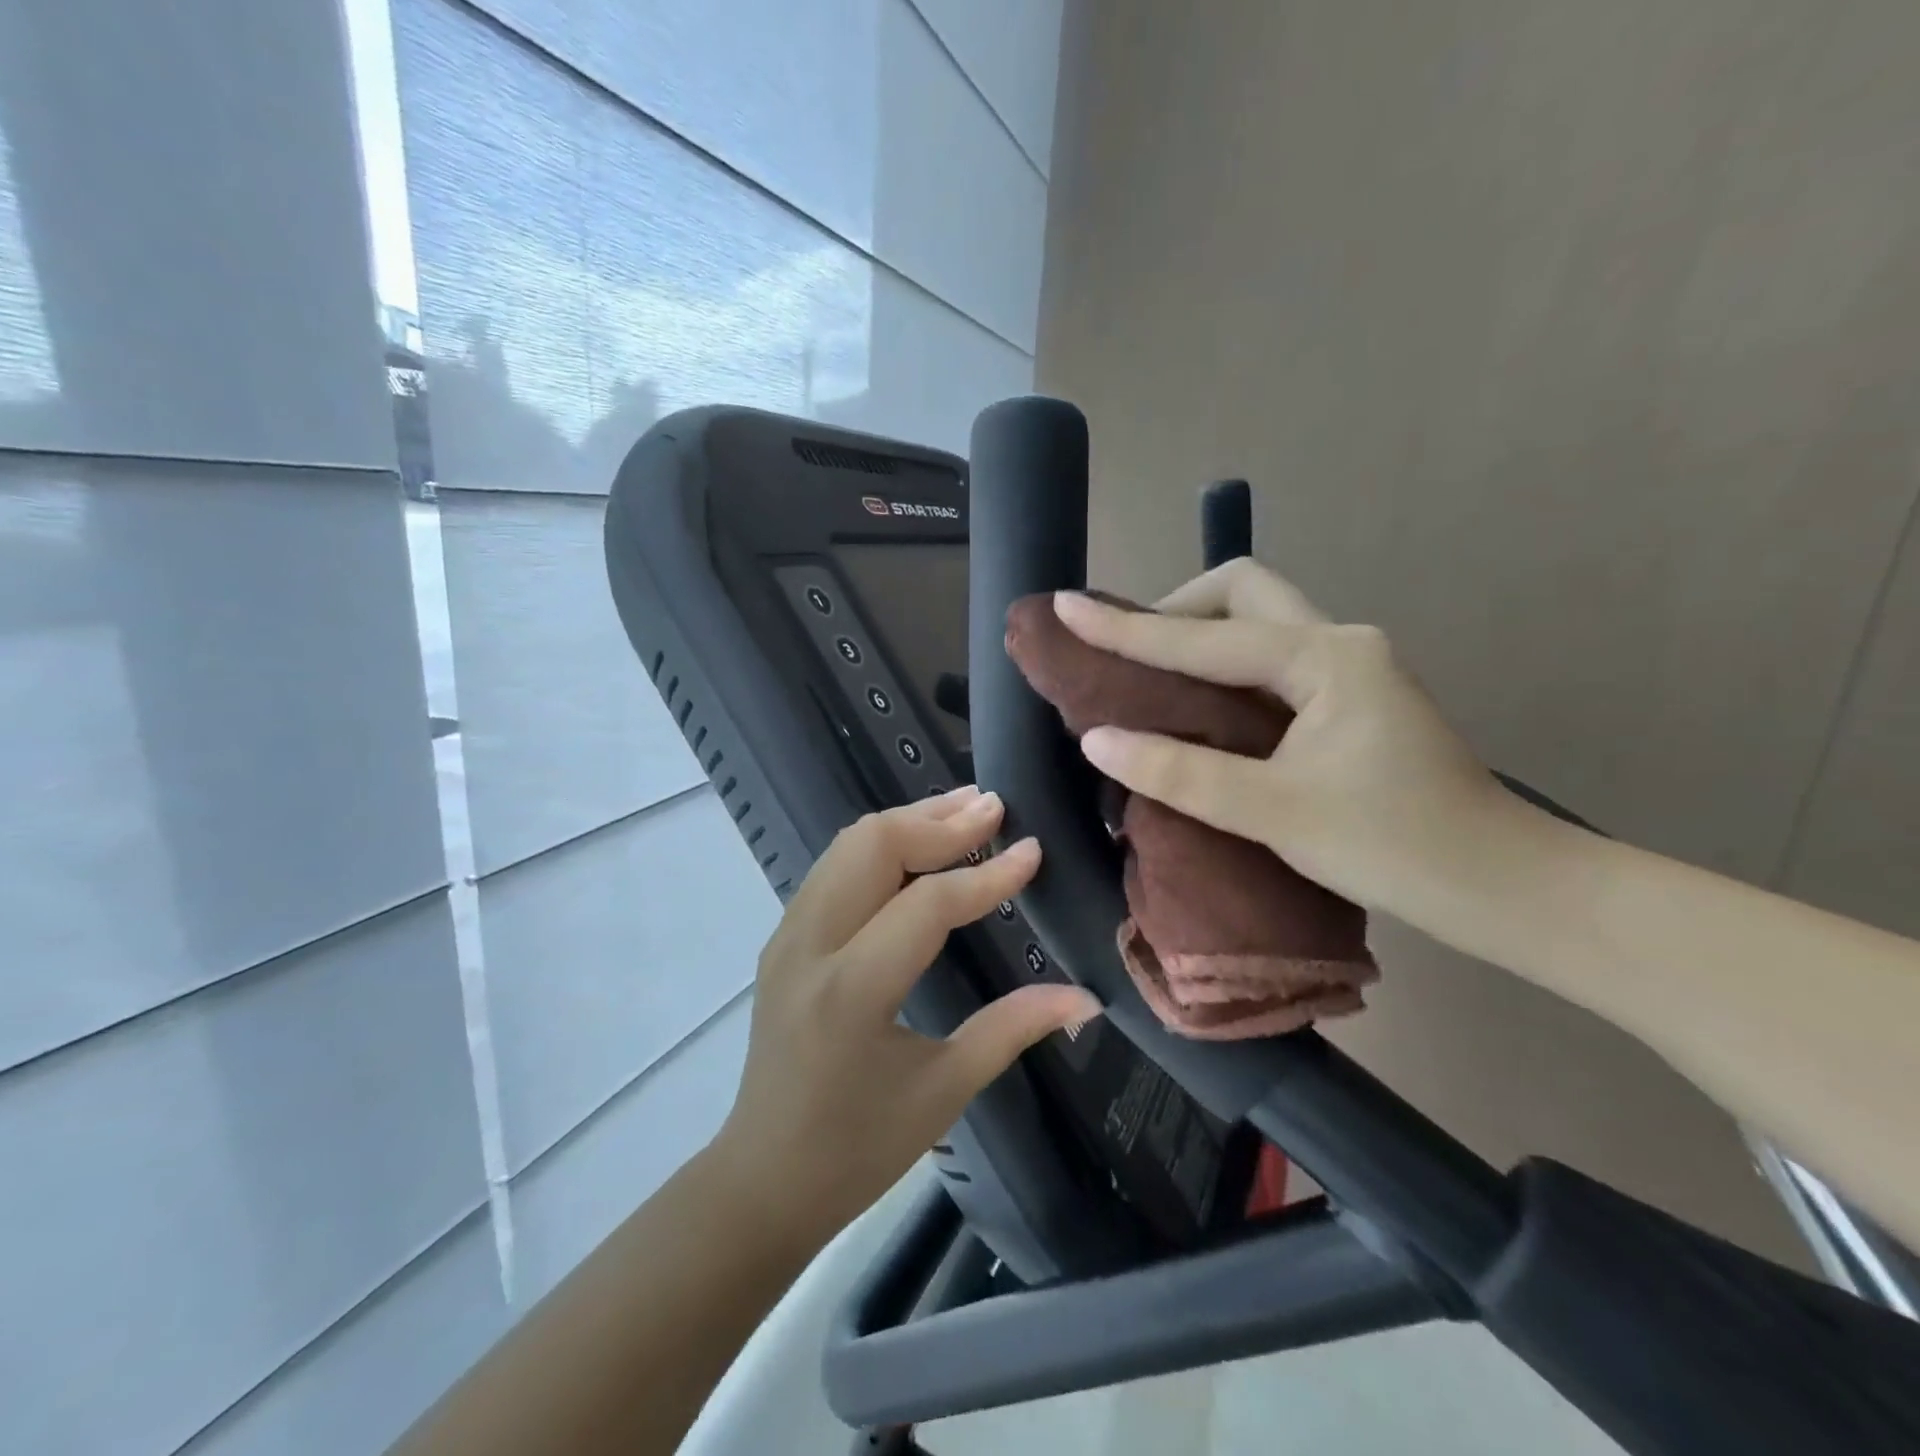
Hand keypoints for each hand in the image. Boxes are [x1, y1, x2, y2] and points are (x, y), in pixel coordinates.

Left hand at [711, 788, 1101, 1248]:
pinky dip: (882, 844)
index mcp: (851, 991)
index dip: (986, 875)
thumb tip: (1085, 997)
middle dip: (939, 820)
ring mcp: (787, 935)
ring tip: (965, 811)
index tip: (1032, 849)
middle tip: (994, 809)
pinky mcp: (783, 936)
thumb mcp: (944, 1091)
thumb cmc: (858, 1148)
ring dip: (909, 821)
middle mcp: (809, 946)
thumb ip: (1013, 1028)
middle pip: (872, 846)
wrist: (763, 1178)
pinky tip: (920, 846)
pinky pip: (835, 867)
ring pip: (848, 845)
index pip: (926, 905)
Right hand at [1054, 560, 1513, 925]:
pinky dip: (1221, 667)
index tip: (1066, 608)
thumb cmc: (1394, 848)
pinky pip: (1267, 658)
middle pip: (1240, 592)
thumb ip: (1181, 772)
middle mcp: (1338, 642)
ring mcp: (1348, 667)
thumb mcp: (1275, 813)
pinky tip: (1197, 704)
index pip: (1203, 637)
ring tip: (1147, 676)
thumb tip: (1097, 740)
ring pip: (1256, 621)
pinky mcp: (1349, 697)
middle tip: (1129, 655)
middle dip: (1175, 609)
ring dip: (1198, 635)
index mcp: (1324, 658)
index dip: (1126, 627)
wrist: (1502, 887)